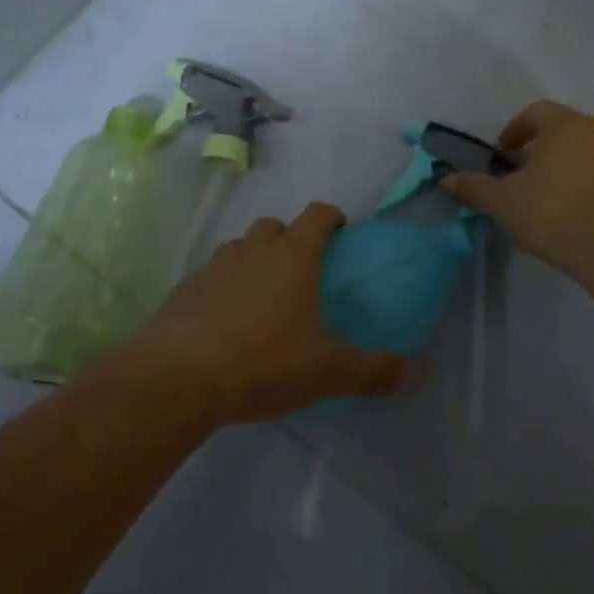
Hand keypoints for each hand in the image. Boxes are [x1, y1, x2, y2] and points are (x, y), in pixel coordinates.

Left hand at [118, 203, 408, 424]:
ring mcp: (214, 266)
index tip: (340, 230)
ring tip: (261, 297)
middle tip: (301, 270)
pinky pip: (211, 276)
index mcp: (292, 256)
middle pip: (274, 226)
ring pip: (240, 248)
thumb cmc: (263, 363)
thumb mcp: (326, 372)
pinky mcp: (184, 289)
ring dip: (253, 260)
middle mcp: (253, 250)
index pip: (316, 215)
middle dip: (289, 238)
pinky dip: (223, 287)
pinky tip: (224, 322)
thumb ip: (373, 371)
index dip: (331, 217)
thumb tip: (415, 373)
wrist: (177, 378)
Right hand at [442, 100, 593, 275]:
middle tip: (517, 176)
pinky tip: (566, 214)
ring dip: (558, 168)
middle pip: (559, 131)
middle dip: (536, 150)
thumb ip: (474, 188)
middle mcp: (593, 132)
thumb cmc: (552, 211)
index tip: (502, 155)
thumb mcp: (503, 201)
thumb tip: (445, 181)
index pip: (535, 112)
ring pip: (580, 153)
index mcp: (563, 125)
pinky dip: (579, 185)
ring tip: (540, 198)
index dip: (514, 130)